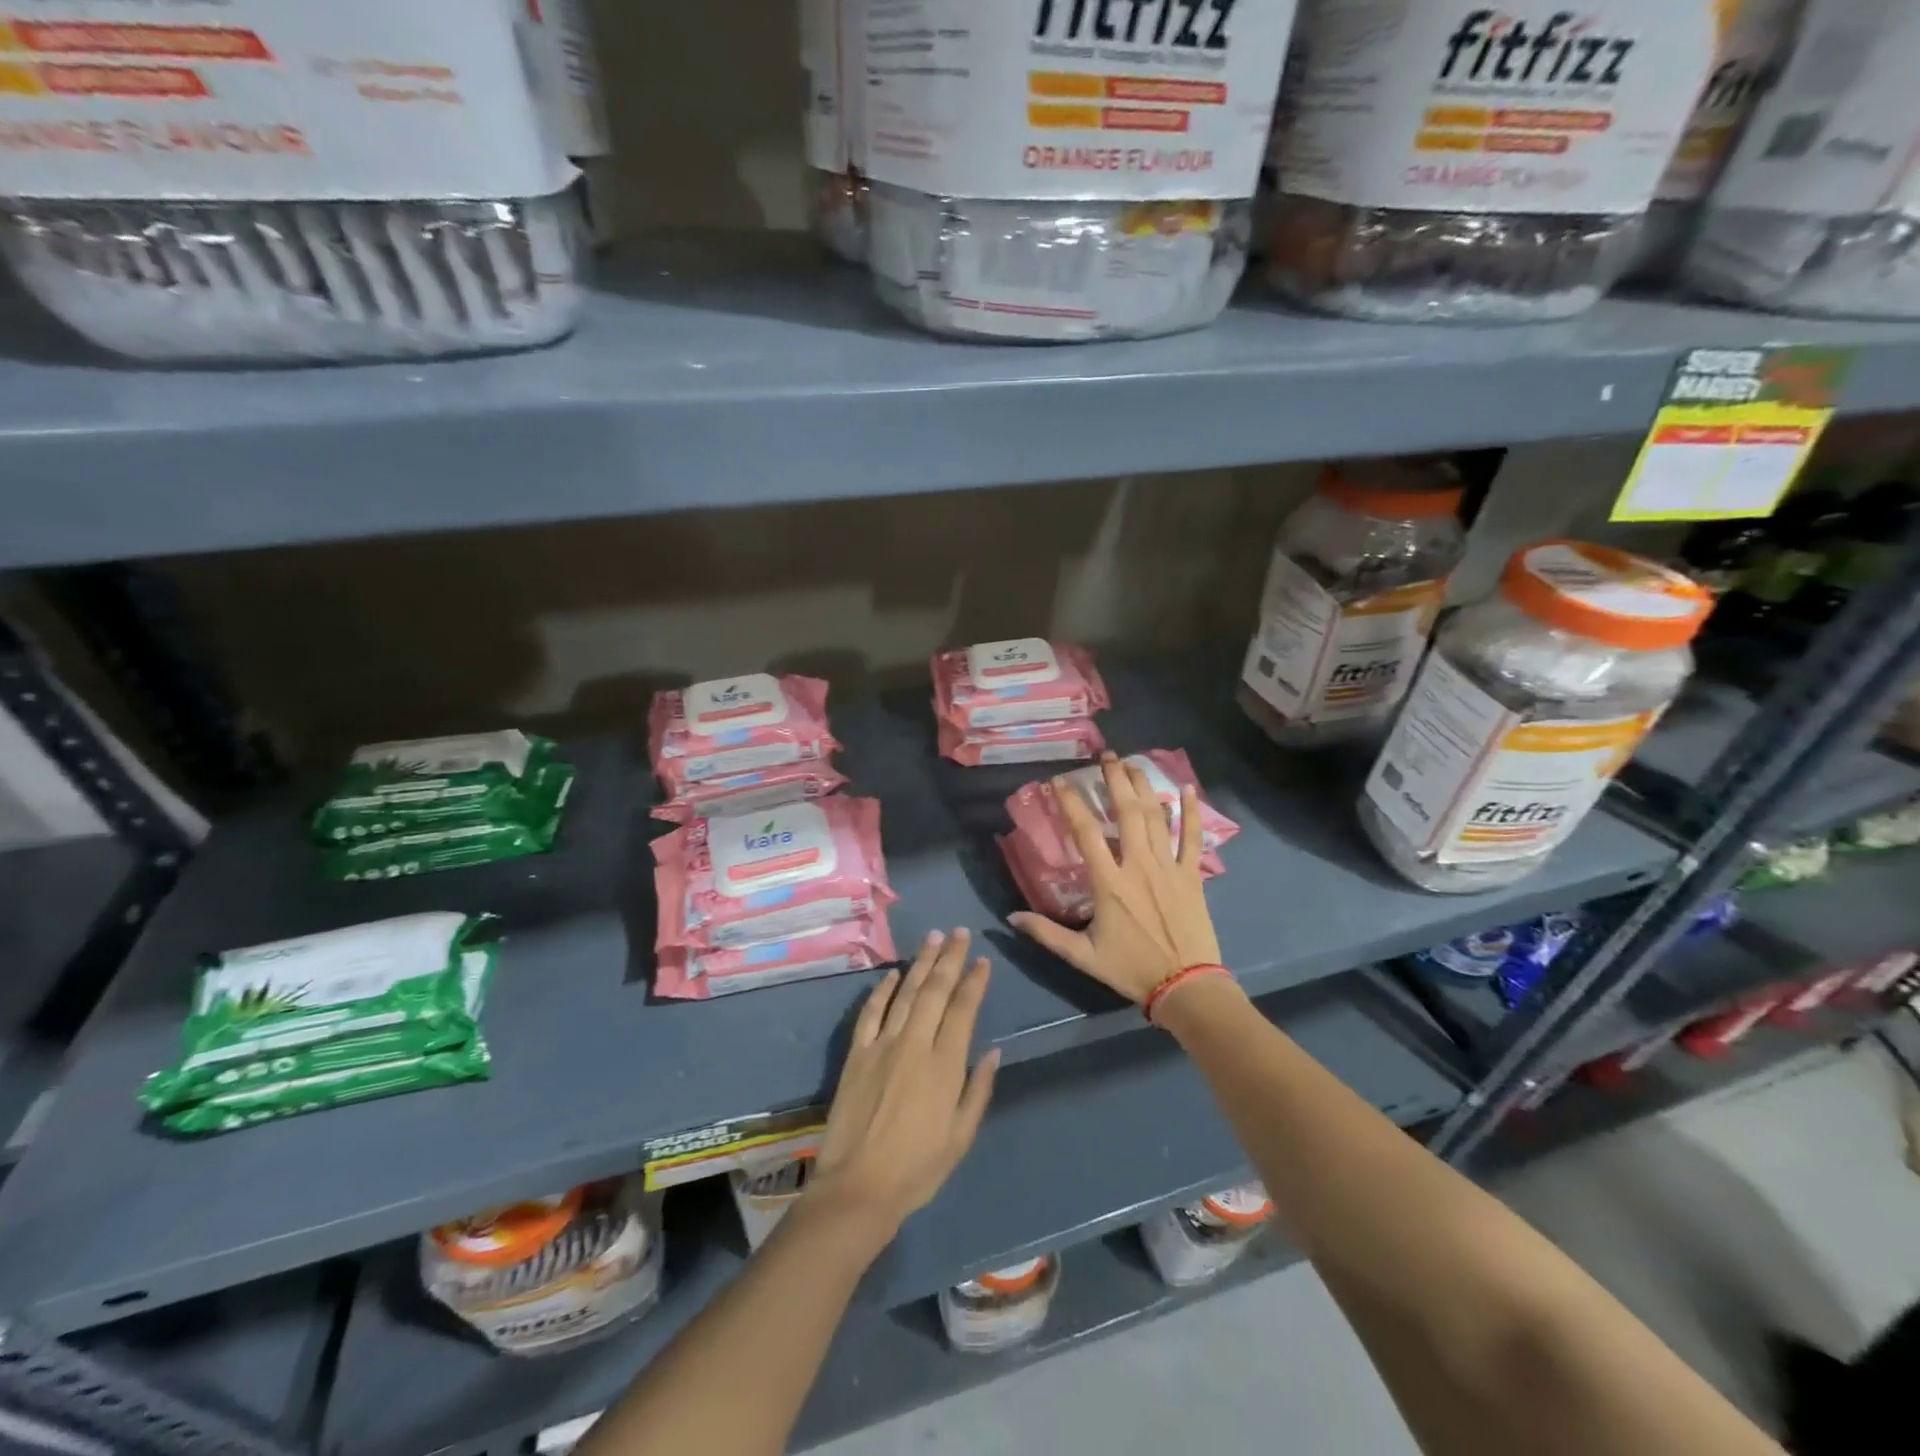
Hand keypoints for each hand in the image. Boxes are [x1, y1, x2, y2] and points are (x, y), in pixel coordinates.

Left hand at [805, 929, 999, 1240]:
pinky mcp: (857, 1053)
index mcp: (944, 1065)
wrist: (857, 1187)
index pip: (963, 1010)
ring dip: (920, 963)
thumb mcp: (961, 1137)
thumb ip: (978, 1090)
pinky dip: (883, 990)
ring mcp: (882, 1045)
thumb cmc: (917, 1169)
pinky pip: (871, 1012)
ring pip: (905, 993)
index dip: (974, 982)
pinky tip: (893, 974)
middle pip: (935, 991)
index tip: (983, 961)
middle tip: (958, 932)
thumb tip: (994, 1052)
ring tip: (932, 938)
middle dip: (949, 958)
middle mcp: (914, 1044)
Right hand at [1009, 754, 1221, 1003]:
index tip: (1059, 781)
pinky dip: (1192, 813)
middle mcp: (1138, 865)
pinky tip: (1188, 790)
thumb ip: (1047, 934)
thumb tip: (1011, 918)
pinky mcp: (1192, 875)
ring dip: (1145, 787)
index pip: (1086, 833)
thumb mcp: (1083, 955)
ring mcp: (1169, 867)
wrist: (1187, 986)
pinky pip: (1193, 838)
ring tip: (1133, 764)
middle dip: (1115, 780)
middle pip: (1127, 813)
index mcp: (1109, 883)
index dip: (1072, 804)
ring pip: (1157, 818)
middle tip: (1106, 757)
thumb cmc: (1132, 969)